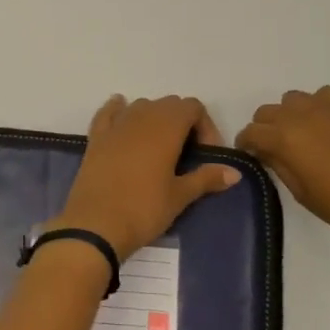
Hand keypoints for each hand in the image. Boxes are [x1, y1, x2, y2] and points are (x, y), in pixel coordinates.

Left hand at [58, 95, 241, 257]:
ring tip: (160, 148)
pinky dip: (118, 110)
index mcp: (166, 128)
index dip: (205, 126)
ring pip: (141, 106)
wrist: (95, 225)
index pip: (192, 107)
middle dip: (183, 122)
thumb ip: (206, 178)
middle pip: (168, 104)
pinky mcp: (95, 138)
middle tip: (187, 155)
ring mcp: (116, 125)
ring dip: (155, 118)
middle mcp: (141, 117)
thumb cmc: (143, 210)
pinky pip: (109, 113)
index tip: (206, 155)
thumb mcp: (180, 196)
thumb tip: (235, 172)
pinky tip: (122, 116)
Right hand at [236, 86, 329, 261]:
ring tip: (302, 135)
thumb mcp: (303, 194)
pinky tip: (327, 125)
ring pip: (295, 99)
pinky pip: (324, 95)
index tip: (250, 154)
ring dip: (290, 114)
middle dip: (265, 127)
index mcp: (286, 138)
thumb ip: (280, 166)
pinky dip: (318, 106)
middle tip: (273, 148)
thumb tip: (267, 151)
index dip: (246, 143)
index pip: (252, 131)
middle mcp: (303, 114)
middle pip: (269, 110)